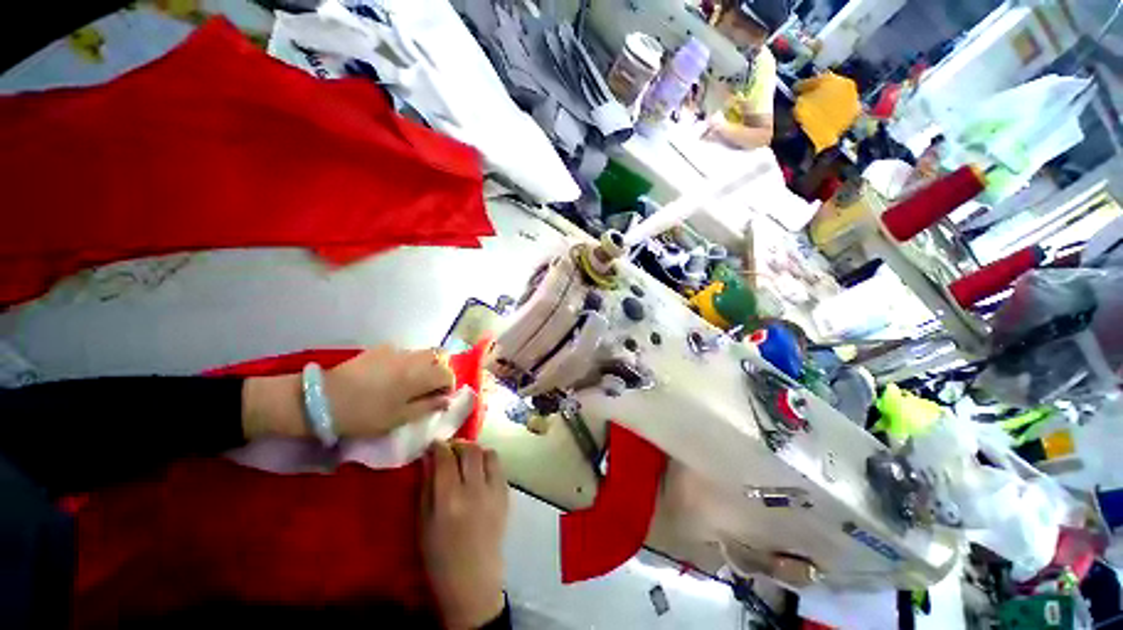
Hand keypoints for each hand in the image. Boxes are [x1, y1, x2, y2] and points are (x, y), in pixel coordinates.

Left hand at [241, 346, 454, 440]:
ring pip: (423, 353)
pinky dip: (407, 362)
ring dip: (425, 365)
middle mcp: (413, 358)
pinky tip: (391, 376)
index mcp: (420, 375)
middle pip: (440, 356)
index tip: (439, 399)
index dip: (449, 386)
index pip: (448, 374)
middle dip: (440, 370)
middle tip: (429, 388)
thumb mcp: (399, 418)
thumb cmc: (365, 414)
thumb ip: (428, 406)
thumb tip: (447, 400)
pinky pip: (404, 352)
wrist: (322, 400)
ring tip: (410, 383)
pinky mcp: (380, 349)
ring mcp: (396, 351)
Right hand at [422, 441, 508, 629]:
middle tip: (451, 449)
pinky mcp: (506, 495)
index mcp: (449, 500)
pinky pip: (499, 467)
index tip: (434, 445)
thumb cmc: (439, 557)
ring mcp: (494, 491)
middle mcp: (474, 490)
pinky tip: (480, 473)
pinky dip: (488, 463)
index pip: (445, 458)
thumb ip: (427, 486)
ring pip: (489, 453)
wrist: (473, 580)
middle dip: (459, 444)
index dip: (439, 446)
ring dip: (477, 451)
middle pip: (470, 450)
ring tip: (467, 460)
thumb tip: (429, 457)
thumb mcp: (423, 522)